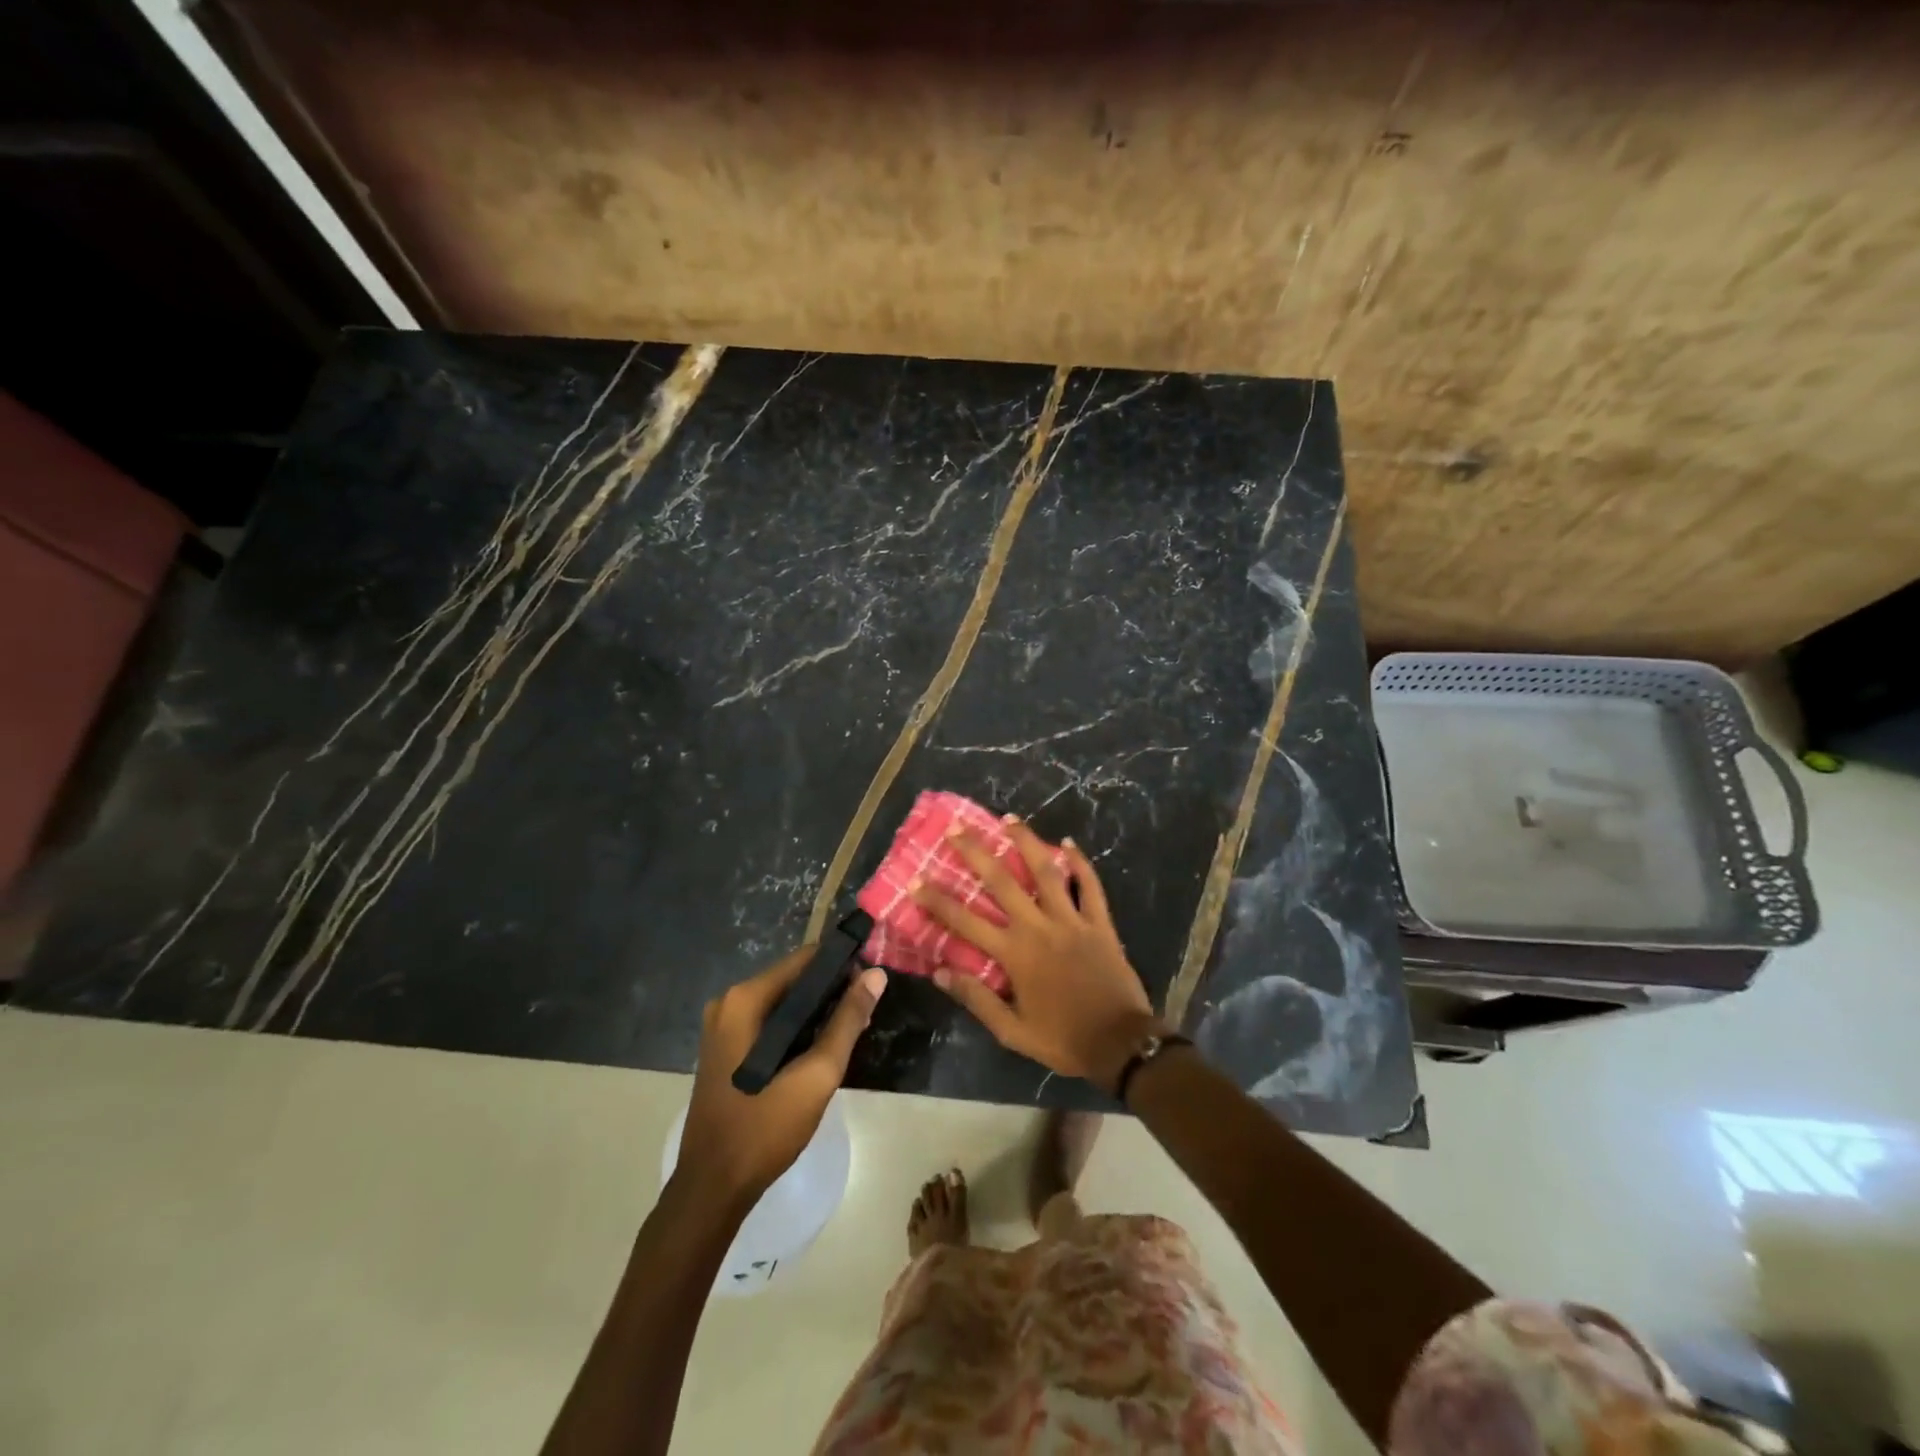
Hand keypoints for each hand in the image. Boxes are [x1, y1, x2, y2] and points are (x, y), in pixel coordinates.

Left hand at [678, 949, 887, 1208]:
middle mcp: (728, 1003)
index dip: (842, 964)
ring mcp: (722, 1027)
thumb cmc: (764, 1128)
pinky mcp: (725, 1049)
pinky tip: (822, 1049)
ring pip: (783, 1004)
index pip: (804, 959)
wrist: (712, 1189)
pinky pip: (769, 1024)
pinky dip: (796, 1029)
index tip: (872, 978)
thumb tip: (876, 975)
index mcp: (744, 1000)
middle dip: (832, 991)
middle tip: (867, 1011)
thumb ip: (847, 1021)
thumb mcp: (816, 1074)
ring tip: (854, 1030)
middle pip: (793, 980)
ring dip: (817, 1012)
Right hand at [913, 819, 1163, 1092]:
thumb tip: (940, 972)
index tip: (916, 881)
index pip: (965, 921)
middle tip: (956, 829)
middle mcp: (1039, 927)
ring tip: (1009, 819)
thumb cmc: (1063, 1039)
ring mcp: (1072, 920)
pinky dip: (1079, 863)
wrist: (1120, 1044)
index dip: (938, 900)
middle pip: (1002, 882)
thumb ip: (977, 999)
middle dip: (976, 853)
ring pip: (1046, 872)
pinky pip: (1089, 885)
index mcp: (1015, 954)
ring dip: (1026, 842)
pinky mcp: (1099, 922)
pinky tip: (1068, 843)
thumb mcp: (1012, 1032)